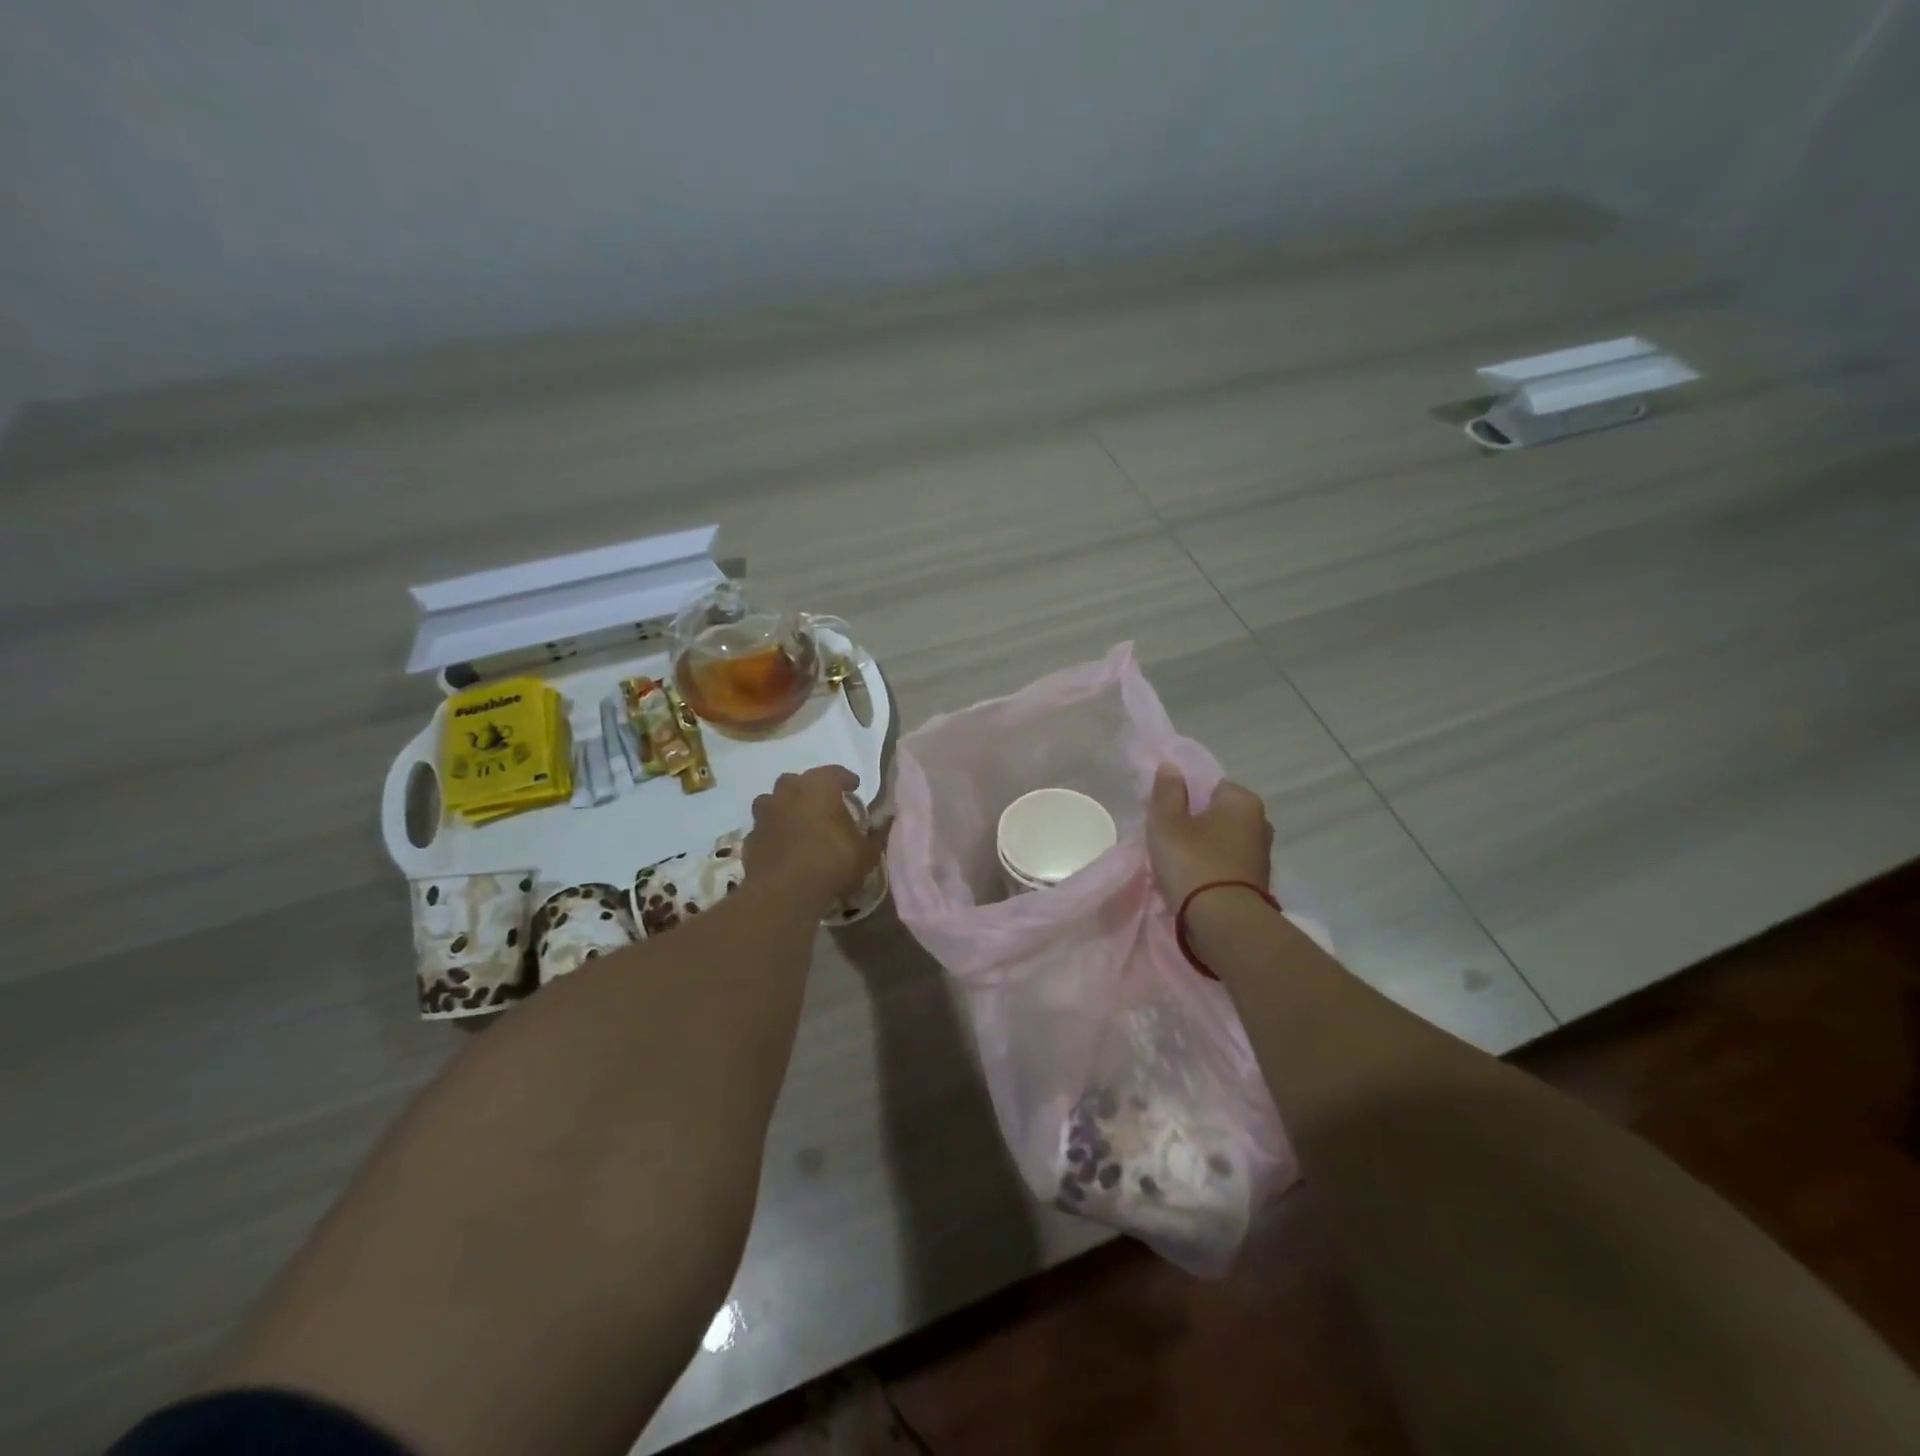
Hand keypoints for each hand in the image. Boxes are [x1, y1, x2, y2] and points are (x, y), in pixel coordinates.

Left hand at [744, 766, 884, 912]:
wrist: (785, 893)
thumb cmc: (831, 862)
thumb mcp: (866, 854)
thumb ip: (874, 838)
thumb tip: (882, 828)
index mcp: (818, 788)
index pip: (834, 772)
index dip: (845, 778)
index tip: (853, 786)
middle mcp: (788, 793)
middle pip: (796, 780)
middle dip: (808, 788)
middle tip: (822, 804)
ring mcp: (765, 815)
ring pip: (772, 800)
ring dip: (784, 807)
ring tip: (797, 821)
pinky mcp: (750, 839)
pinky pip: (764, 828)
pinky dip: (773, 833)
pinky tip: (782, 846)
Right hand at [1147, 763, 1273, 908]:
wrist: (1224, 923)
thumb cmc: (1193, 862)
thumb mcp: (1167, 822)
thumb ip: (1167, 791)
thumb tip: (1171, 766)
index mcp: (1242, 800)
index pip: (1209, 785)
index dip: (1184, 797)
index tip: (1165, 816)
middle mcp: (1260, 821)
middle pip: (1217, 813)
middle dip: (1195, 822)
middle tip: (1168, 839)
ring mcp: (1262, 853)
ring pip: (1223, 840)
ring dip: (1204, 847)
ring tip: (1178, 863)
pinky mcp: (1258, 881)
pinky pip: (1228, 863)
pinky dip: (1212, 868)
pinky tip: (1194, 880)